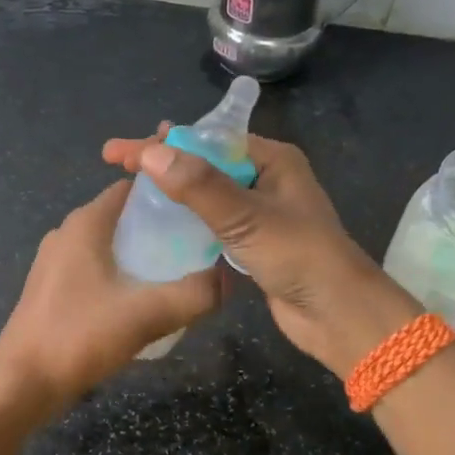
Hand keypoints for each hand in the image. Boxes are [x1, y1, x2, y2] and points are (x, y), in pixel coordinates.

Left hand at [0, 179, 226, 408]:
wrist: (21, 383)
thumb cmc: (79, 336)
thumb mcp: (146, 315)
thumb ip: (194, 295)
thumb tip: (229, 279)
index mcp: (85, 223)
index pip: (133, 188)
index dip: (169, 194)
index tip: (203, 211)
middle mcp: (67, 233)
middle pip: (123, 217)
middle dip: (161, 228)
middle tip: (199, 247)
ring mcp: (55, 262)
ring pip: (109, 245)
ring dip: (141, 255)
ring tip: (178, 274)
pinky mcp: (51, 289)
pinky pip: (95, 269)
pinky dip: (121, 275)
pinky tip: (142, 301)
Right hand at [102, 129, 418, 377]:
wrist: (337, 315)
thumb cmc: (298, 257)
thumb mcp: (246, 218)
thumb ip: (199, 186)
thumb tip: (151, 153)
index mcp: (272, 159)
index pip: (207, 139)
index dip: (162, 143)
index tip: (120, 152)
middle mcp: (266, 179)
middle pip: (204, 162)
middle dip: (162, 162)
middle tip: (117, 164)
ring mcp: (260, 212)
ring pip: (206, 193)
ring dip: (172, 190)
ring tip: (131, 190)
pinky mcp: (253, 243)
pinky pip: (212, 221)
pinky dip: (186, 219)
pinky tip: (160, 224)